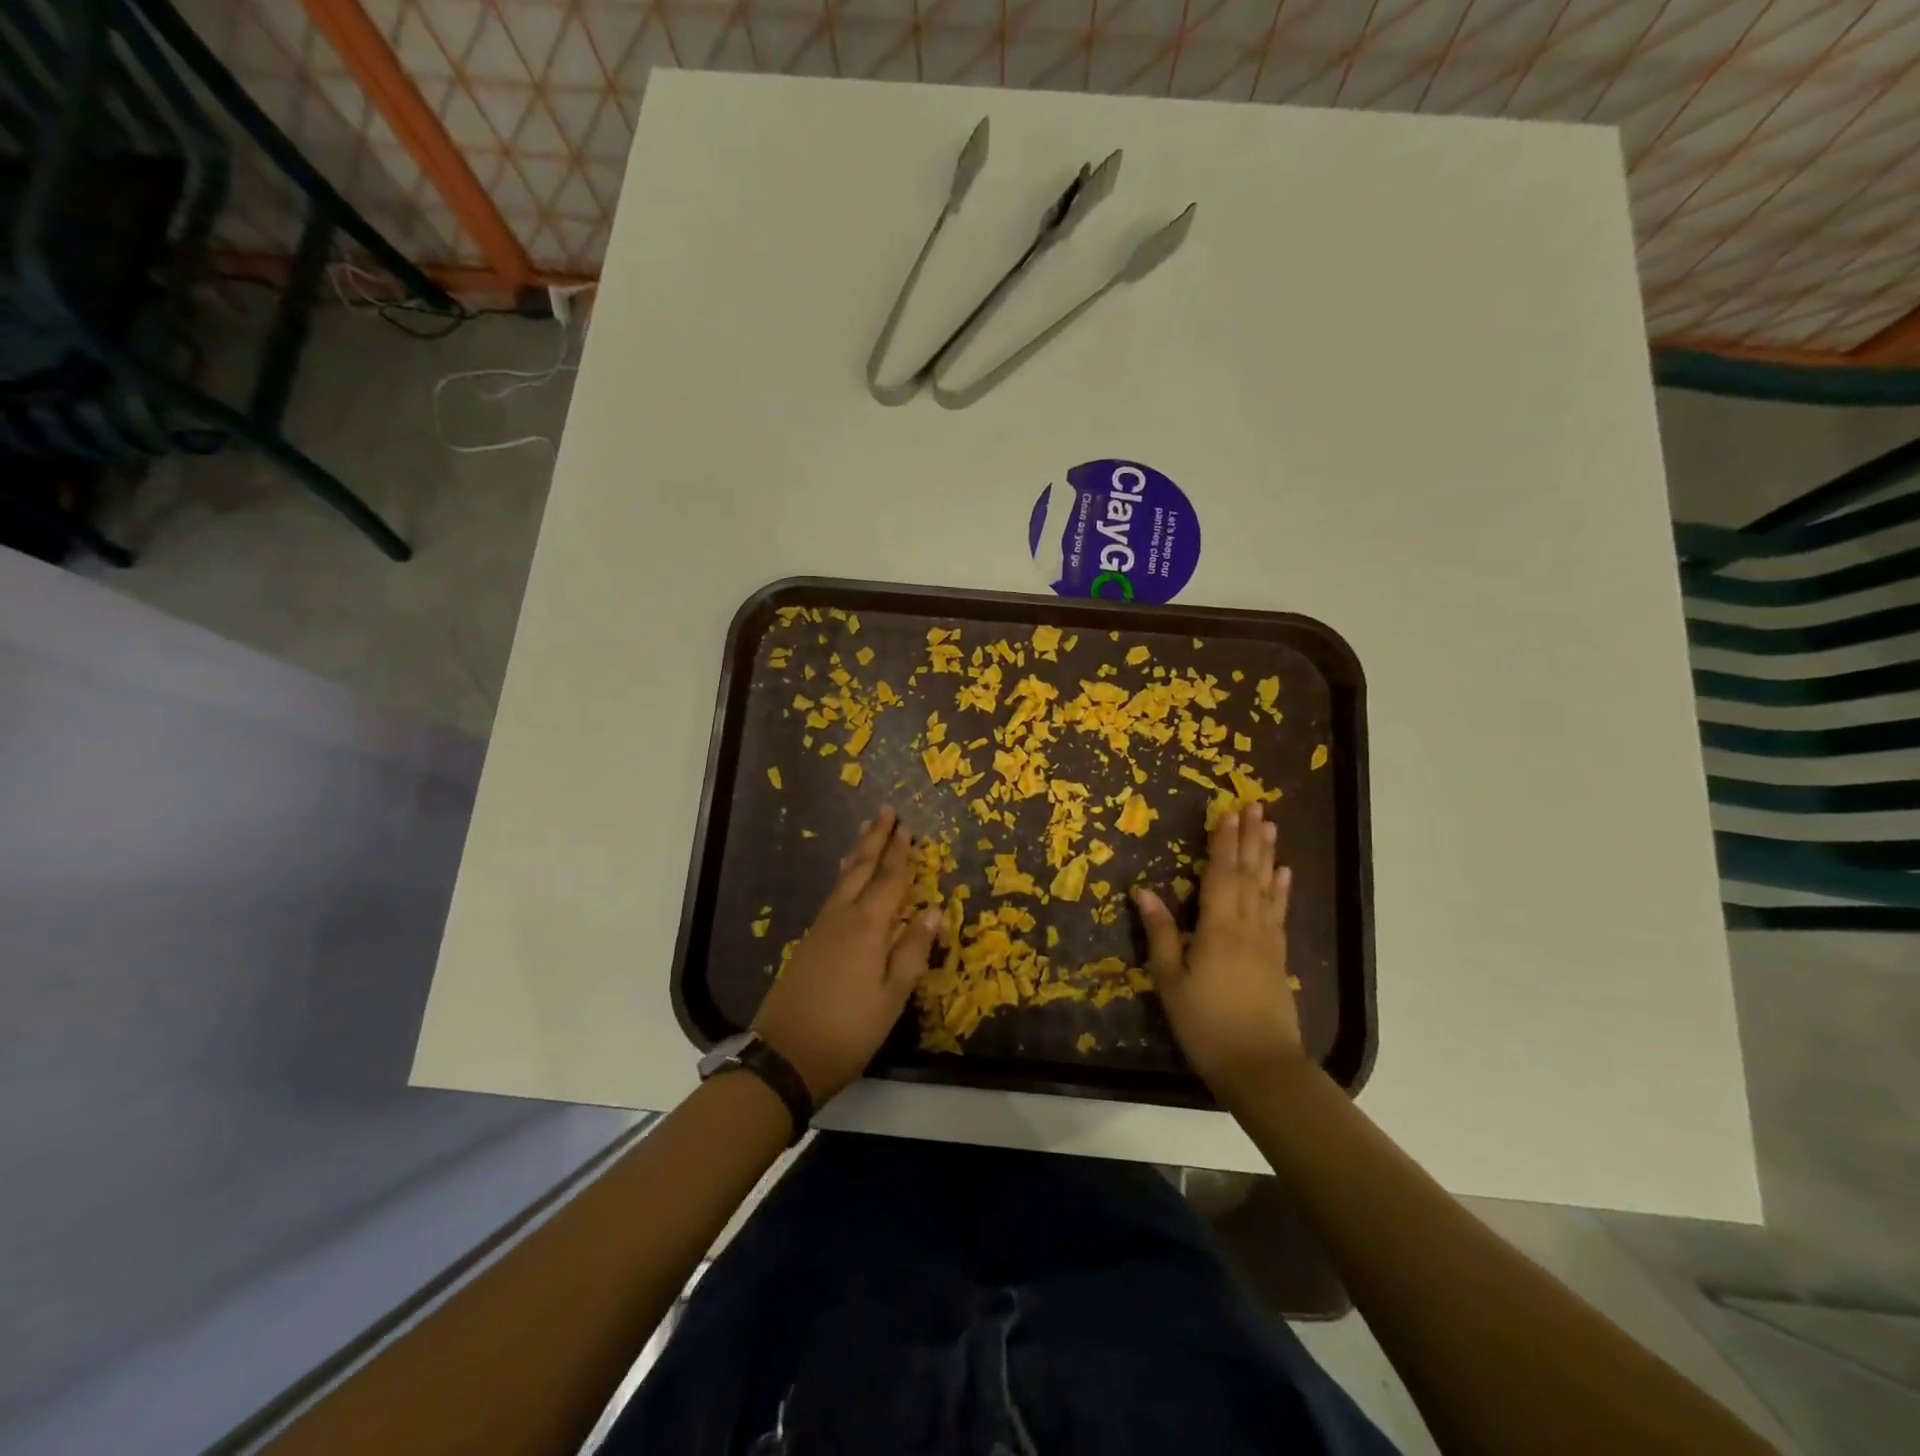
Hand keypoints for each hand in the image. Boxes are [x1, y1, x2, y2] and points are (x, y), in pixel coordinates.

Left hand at [753, 807, 940, 1103]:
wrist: (784, 1056)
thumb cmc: (848, 1030)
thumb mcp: (892, 996)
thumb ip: (913, 950)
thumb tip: (934, 910)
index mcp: (867, 926)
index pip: (890, 880)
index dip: (900, 853)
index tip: (907, 827)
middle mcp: (842, 917)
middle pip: (861, 869)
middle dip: (875, 840)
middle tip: (885, 812)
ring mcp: (820, 929)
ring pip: (843, 880)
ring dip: (858, 853)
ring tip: (866, 833)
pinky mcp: (807, 943)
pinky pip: (833, 896)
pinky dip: (845, 877)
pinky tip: (847, 880)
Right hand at [1134, 802, 1303, 1101]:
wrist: (1261, 1067)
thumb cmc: (1206, 1024)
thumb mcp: (1171, 981)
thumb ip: (1161, 934)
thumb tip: (1143, 892)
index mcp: (1218, 927)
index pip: (1221, 874)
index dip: (1223, 842)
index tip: (1228, 811)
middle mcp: (1247, 926)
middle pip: (1249, 873)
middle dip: (1249, 838)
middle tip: (1255, 806)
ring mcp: (1267, 942)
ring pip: (1267, 888)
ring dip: (1268, 855)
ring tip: (1270, 827)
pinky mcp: (1278, 959)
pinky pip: (1279, 913)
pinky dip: (1281, 890)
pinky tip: (1284, 874)